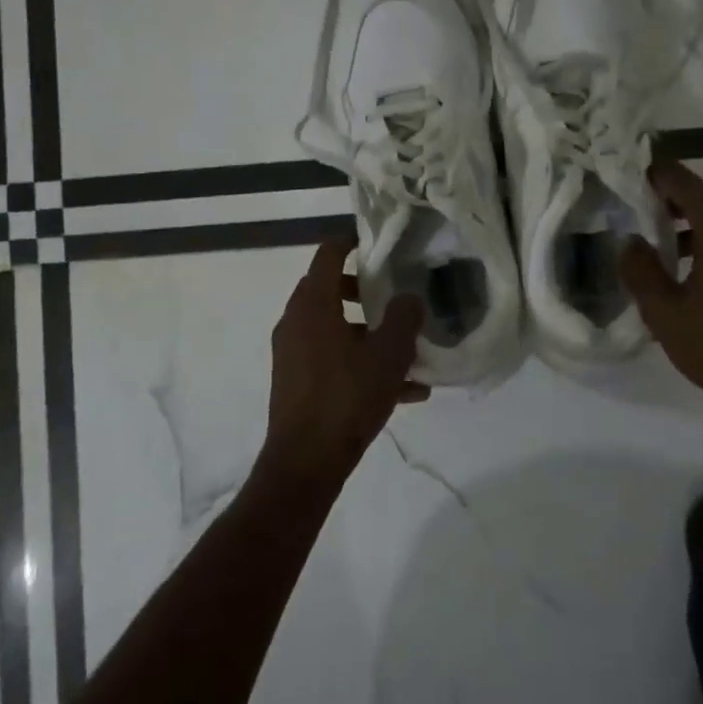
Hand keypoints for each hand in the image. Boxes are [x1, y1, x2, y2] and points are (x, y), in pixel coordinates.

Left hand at [261, 239, 427, 484]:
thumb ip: (404, 319)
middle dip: (363, 291)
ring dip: (367, 333)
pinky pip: (332, 359)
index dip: (350, 242)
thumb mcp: (388, 355)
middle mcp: (296, 322)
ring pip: (334, 329)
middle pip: (328, 290)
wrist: (306, 461)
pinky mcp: (296, 381)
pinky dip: (360, 362)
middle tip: (392, 295)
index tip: (374, 242)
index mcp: (313, 305)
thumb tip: (409, 298)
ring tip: (407, 351)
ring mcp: (293, 353)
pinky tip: (404, 391)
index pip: (327, 254)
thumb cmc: (347, 398)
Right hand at [619, 161, 702, 428]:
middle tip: (631, 204)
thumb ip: (641, 270)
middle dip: (668, 200)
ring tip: (651, 238)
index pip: (685, 184)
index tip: (627, 171)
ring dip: (686, 225)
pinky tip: (682, 271)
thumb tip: (629, 240)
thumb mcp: (664, 311)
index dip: (656, 175)